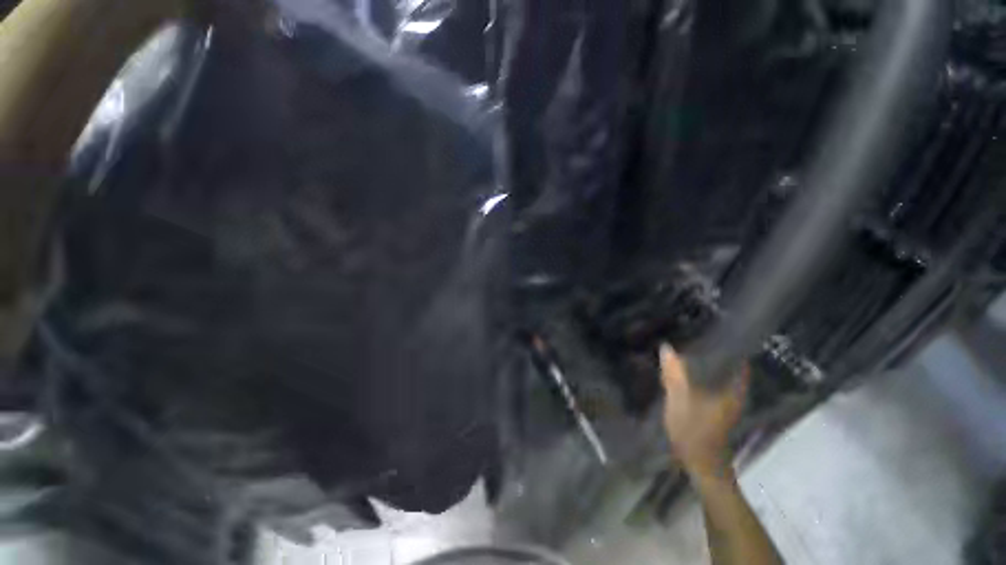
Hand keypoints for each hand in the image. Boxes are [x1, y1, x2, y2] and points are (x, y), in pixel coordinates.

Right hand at [659, 344, 748, 480]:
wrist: (702, 466)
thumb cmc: (695, 433)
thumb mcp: (680, 401)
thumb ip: (674, 374)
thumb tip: (666, 347)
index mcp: (732, 389)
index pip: (737, 357)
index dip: (726, 341)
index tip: (709, 325)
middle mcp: (733, 392)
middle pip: (726, 363)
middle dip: (710, 348)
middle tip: (689, 332)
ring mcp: (726, 400)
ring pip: (717, 373)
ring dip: (704, 361)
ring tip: (684, 347)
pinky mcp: (716, 406)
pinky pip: (709, 382)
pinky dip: (699, 374)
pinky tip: (683, 370)